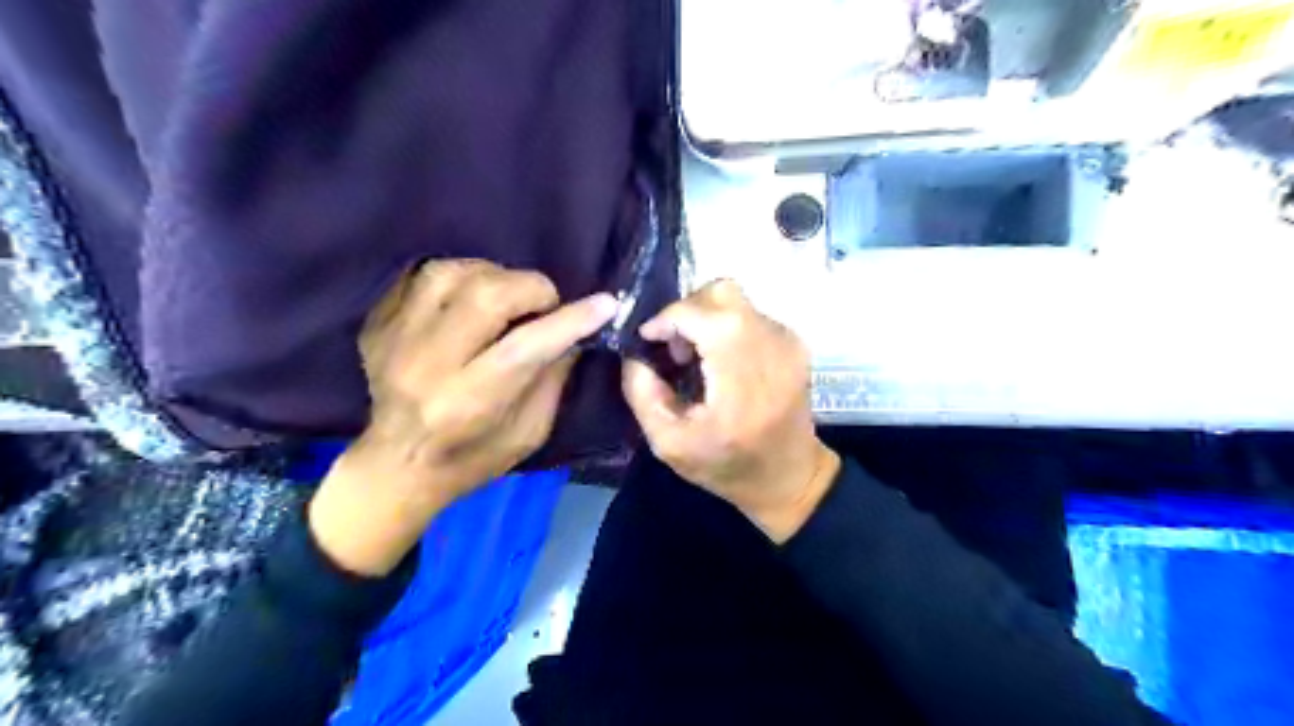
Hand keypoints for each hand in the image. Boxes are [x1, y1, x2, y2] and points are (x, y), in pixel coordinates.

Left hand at [308, 258, 617, 575]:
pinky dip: (460, 278)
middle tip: (546, 304)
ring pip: (452, 273)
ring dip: (494, 276)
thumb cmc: (472, 459)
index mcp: (467, 404)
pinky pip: (423, 275)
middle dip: (532, 288)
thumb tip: (576, 329)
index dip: (570, 321)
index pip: (525, 347)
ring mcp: (394, 340)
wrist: (395, 467)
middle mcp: (426, 366)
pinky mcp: (378, 324)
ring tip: (508, 298)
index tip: (606, 304)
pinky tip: (473, 298)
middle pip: (485, 296)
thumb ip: (553, 378)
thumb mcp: (529, 432)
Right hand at [619, 281, 839, 540]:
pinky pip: (750, 314)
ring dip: (706, 318)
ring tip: (696, 356)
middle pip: (720, 292)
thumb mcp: (669, 443)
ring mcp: (788, 341)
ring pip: (735, 299)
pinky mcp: (795, 343)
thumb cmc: (727, 467)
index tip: (648, 341)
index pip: (698, 313)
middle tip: (675, 349)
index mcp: (740, 375)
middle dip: (686, 312)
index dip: (665, 319)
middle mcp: (770, 345)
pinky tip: (720, 360)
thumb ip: (642, 393)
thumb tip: (634, 353)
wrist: (790, 478)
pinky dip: (726, 326)